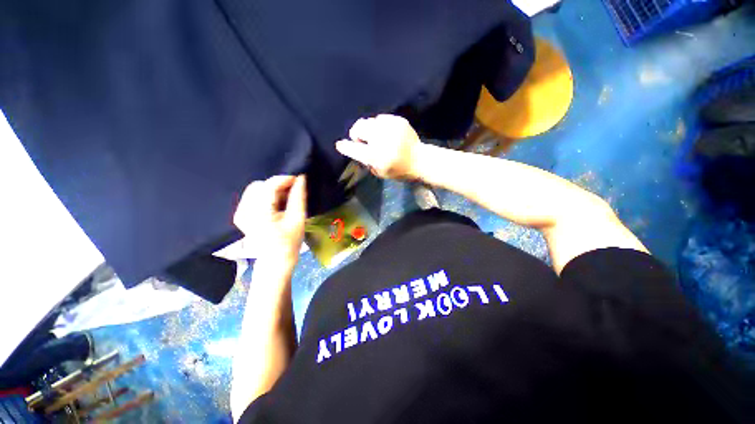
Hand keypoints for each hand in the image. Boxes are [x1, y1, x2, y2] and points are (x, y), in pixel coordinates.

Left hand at [234, 175, 306, 264]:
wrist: (276, 260)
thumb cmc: (290, 242)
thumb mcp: (298, 219)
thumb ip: (298, 197)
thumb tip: (301, 178)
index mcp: (258, 214)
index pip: (268, 186)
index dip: (285, 179)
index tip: (299, 179)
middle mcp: (244, 211)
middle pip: (260, 186)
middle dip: (278, 185)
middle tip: (293, 192)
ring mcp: (240, 213)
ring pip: (257, 189)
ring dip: (273, 190)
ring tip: (286, 200)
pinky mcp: (241, 214)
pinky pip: (254, 196)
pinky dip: (267, 196)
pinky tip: (277, 205)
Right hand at [335, 114, 420, 179]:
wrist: (420, 160)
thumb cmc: (399, 170)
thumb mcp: (381, 172)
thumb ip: (367, 161)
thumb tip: (357, 148)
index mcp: (377, 156)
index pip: (355, 149)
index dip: (345, 146)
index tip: (340, 144)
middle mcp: (382, 139)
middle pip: (359, 128)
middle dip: (357, 134)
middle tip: (362, 140)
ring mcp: (391, 127)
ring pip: (369, 121)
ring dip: (369, 129)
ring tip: (377, 137)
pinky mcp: (398, 120)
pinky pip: (381, 118)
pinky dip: (379, 125)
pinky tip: (386, 133)